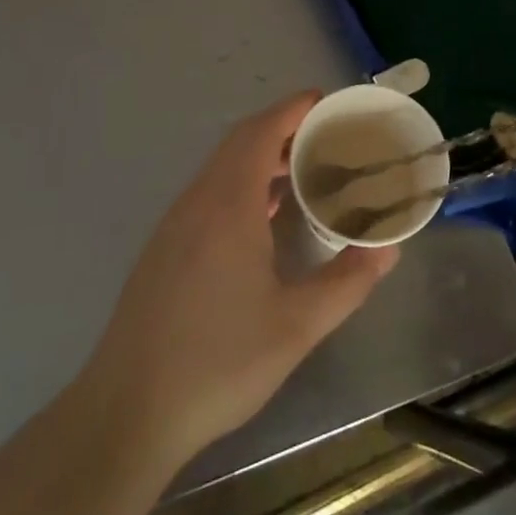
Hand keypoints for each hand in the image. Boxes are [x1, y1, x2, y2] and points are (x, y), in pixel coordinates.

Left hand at [82, 91, 399, 467]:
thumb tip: (389, 249)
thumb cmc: (217, 362)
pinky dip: (242, 183)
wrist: (127, 412)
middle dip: (284, 128)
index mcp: (228, 204)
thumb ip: (347, 282)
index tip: (328, 103)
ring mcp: (175, 224)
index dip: (294, 109)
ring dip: (261, 156)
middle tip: (328, 137)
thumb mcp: (296, 327)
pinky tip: (264, 217)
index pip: (261, 131)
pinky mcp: (165, 248)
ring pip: (222, 167)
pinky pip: (209, 192)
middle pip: (241, 141)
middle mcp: (198, 201)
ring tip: (304, 172)